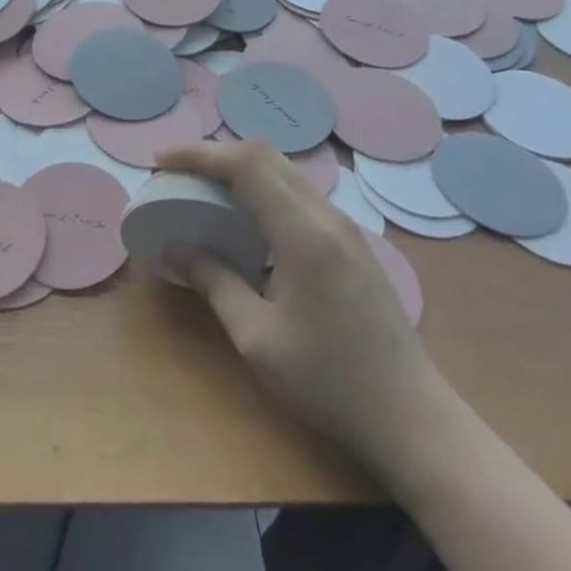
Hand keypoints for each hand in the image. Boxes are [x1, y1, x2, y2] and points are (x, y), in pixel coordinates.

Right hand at [157, 140, 444, 484]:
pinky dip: (262, 191)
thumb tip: (174, 249)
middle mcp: (327, 217)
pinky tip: (245, 220)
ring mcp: (345, 228)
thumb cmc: (328, 381)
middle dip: (215, 155)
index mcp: (303, 234)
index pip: (247, 165)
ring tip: (202, 190)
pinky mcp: (352, 244)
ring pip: (285, 172)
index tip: (160, 163)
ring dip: (239, 170)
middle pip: (266, 157)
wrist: (410, 416)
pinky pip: (298, 196)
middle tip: (175, 174)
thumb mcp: (256, 337)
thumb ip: (214, 282)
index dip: (199, 154)